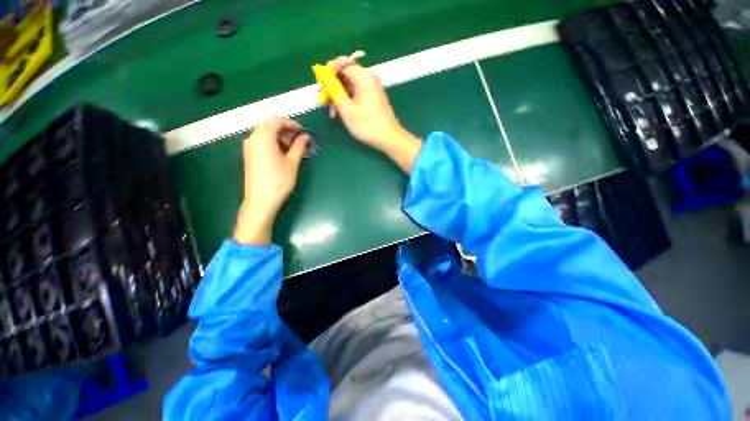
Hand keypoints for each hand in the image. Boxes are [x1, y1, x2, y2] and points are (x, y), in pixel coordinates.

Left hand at [234, 117, 307, 244]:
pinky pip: (261, 143)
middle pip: (269, 126)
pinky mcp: (249, 156)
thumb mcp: (292, 163)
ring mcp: (249, 148)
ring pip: (265, 134)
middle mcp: (253, 138)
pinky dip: (273, 144)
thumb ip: (299, 147)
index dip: (291, 123)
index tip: (303, 131)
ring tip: (293, 148)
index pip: (277, 121)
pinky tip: (282, 154)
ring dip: (280, 137)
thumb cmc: (279, 180)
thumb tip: (305, 137)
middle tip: (299, 141)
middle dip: (285, 130)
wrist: (261, 201)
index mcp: (263, 137)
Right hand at [329, 57, 421, 172]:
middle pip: (346, 74)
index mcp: (363, 77)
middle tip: (326, 102)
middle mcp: (369, 79)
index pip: (342, 63)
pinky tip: (343, 114)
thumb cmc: (366, 124)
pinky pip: (357, 94)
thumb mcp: (346, 108)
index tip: (321, 84)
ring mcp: (373, 89)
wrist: (388, 138)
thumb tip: (326, 78)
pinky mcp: (374, 99)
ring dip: (340, 97)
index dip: (329, 71)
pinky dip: (348, 101)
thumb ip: (334, 90)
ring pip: (350, 86)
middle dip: (334, 87)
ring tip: (334, 113)